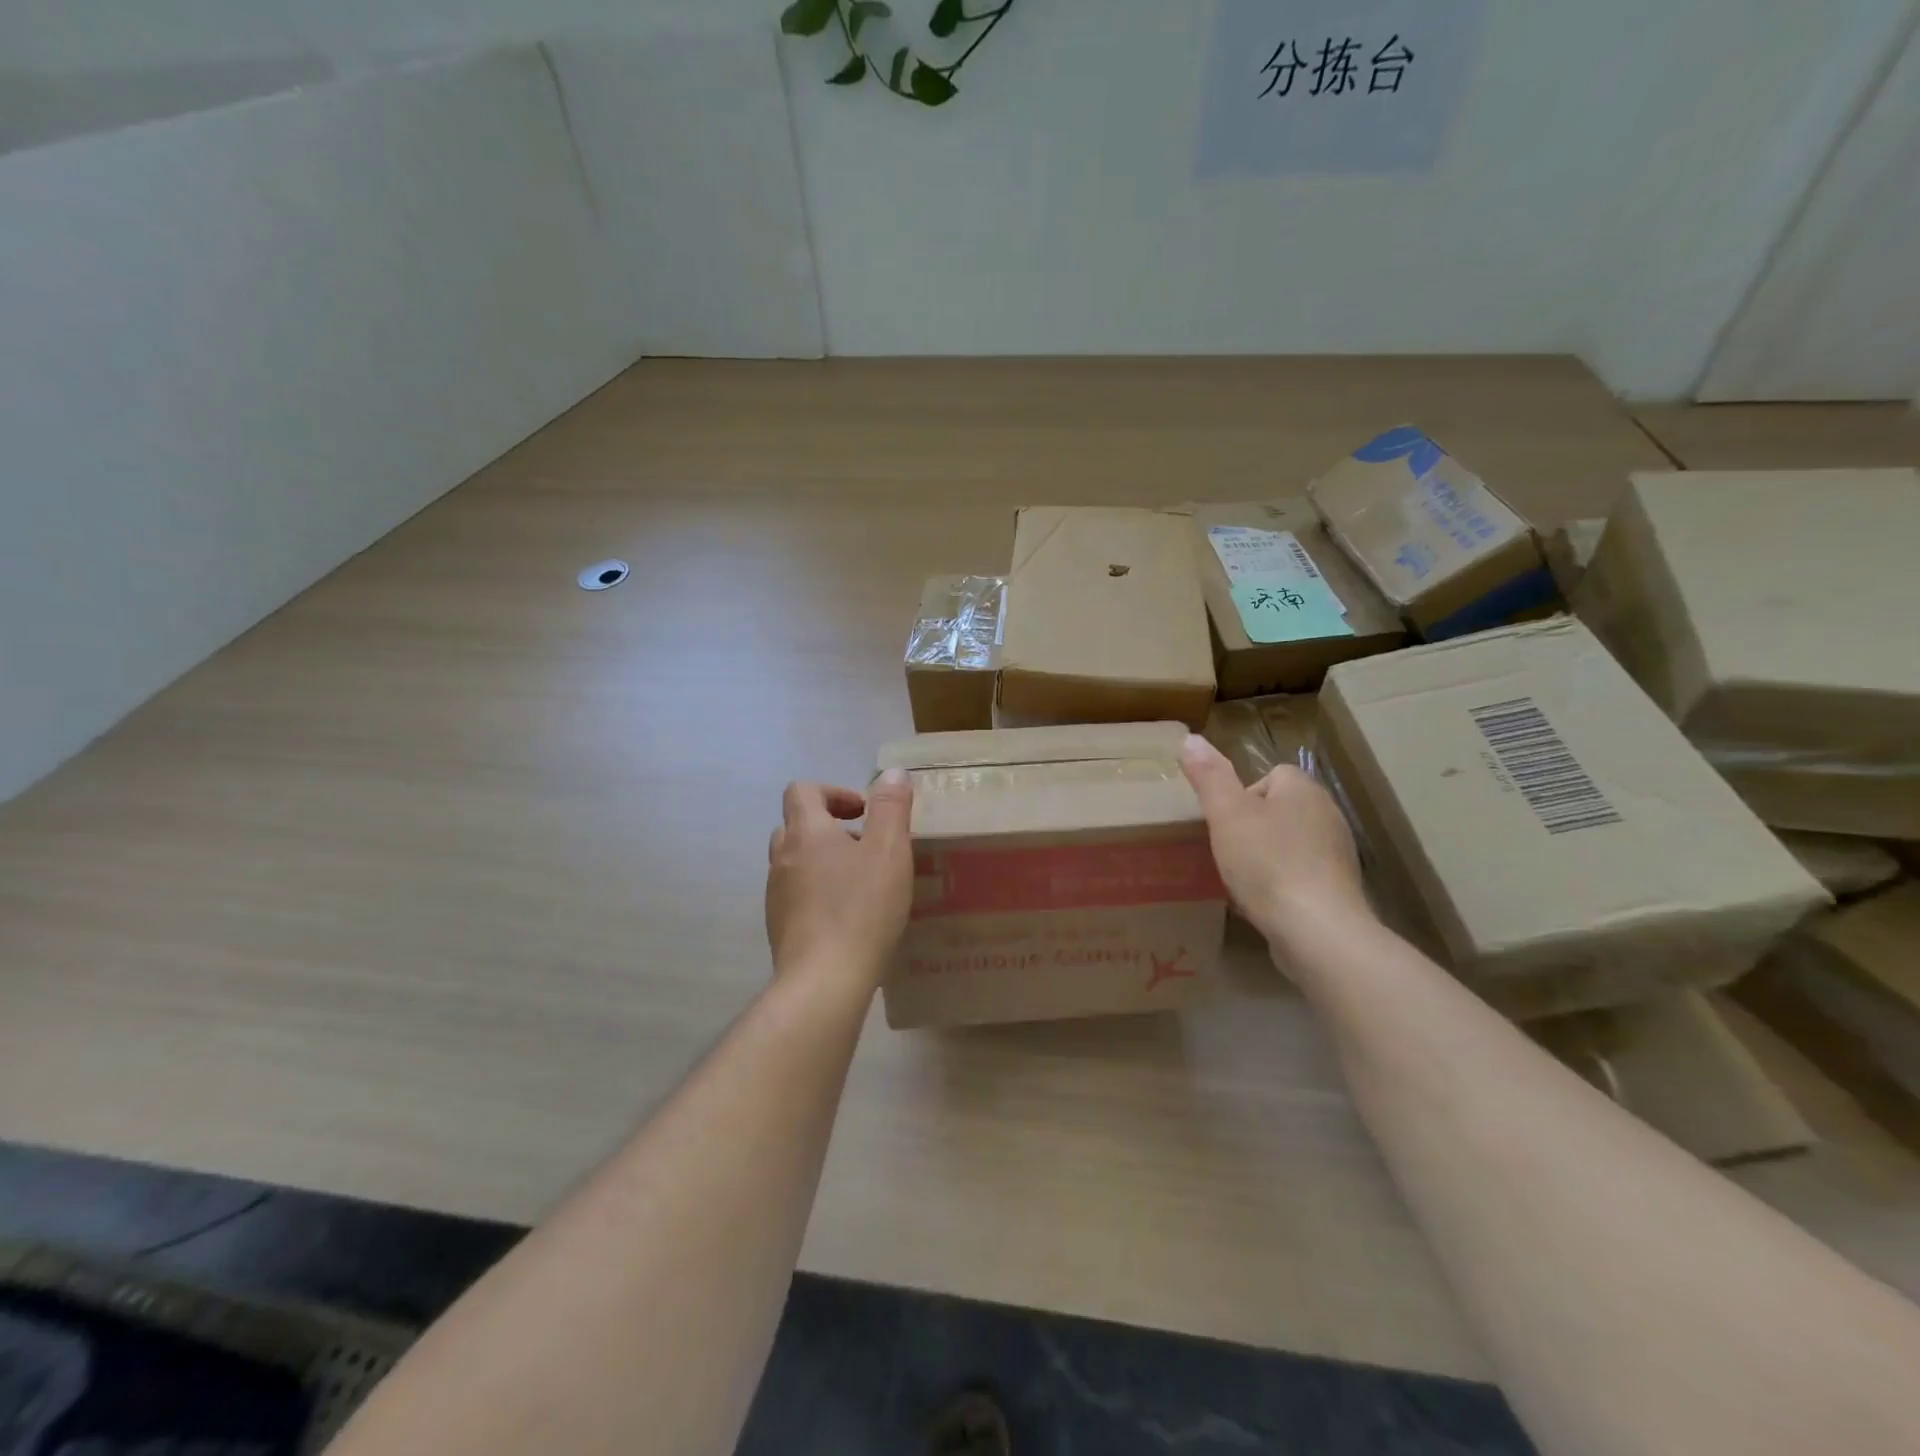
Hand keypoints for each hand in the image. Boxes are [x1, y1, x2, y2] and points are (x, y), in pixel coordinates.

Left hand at [765, 770, 914, 992]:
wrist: (824, 981)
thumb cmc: (861, 908)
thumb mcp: (889, 850)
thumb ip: (890, 807)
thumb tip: (890, 773)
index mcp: (806, 832)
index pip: (802, 791)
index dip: (833, 792)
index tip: (863, 812)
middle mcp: (782, 858)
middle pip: (796, 826)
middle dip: (830, 828)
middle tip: (866, 847)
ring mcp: (776, 895)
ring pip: (796, 863)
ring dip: (824, 862)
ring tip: (861, 884)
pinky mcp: (779, 928)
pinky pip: (797, 896)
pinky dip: (818, 894)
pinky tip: (848, 917)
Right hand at [1179, 734, 1370, 948]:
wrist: (1317, 930)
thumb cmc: (1267, 863)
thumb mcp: (1227, 814)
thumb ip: (1209, 776)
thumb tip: (1190, 738)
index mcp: (1303, 789)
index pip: (1270, 775)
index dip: (1242, 796)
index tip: (1225, 823)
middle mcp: (1327, 814)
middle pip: (1279, 809)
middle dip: (1253, 827)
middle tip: (1228, 851)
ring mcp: (1337, 853)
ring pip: (1290, 842)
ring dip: (1267, 856)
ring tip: (1242, 879)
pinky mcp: (1339, 888)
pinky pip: (1301, 874)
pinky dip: (1282, 883)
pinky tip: (1264, 902)